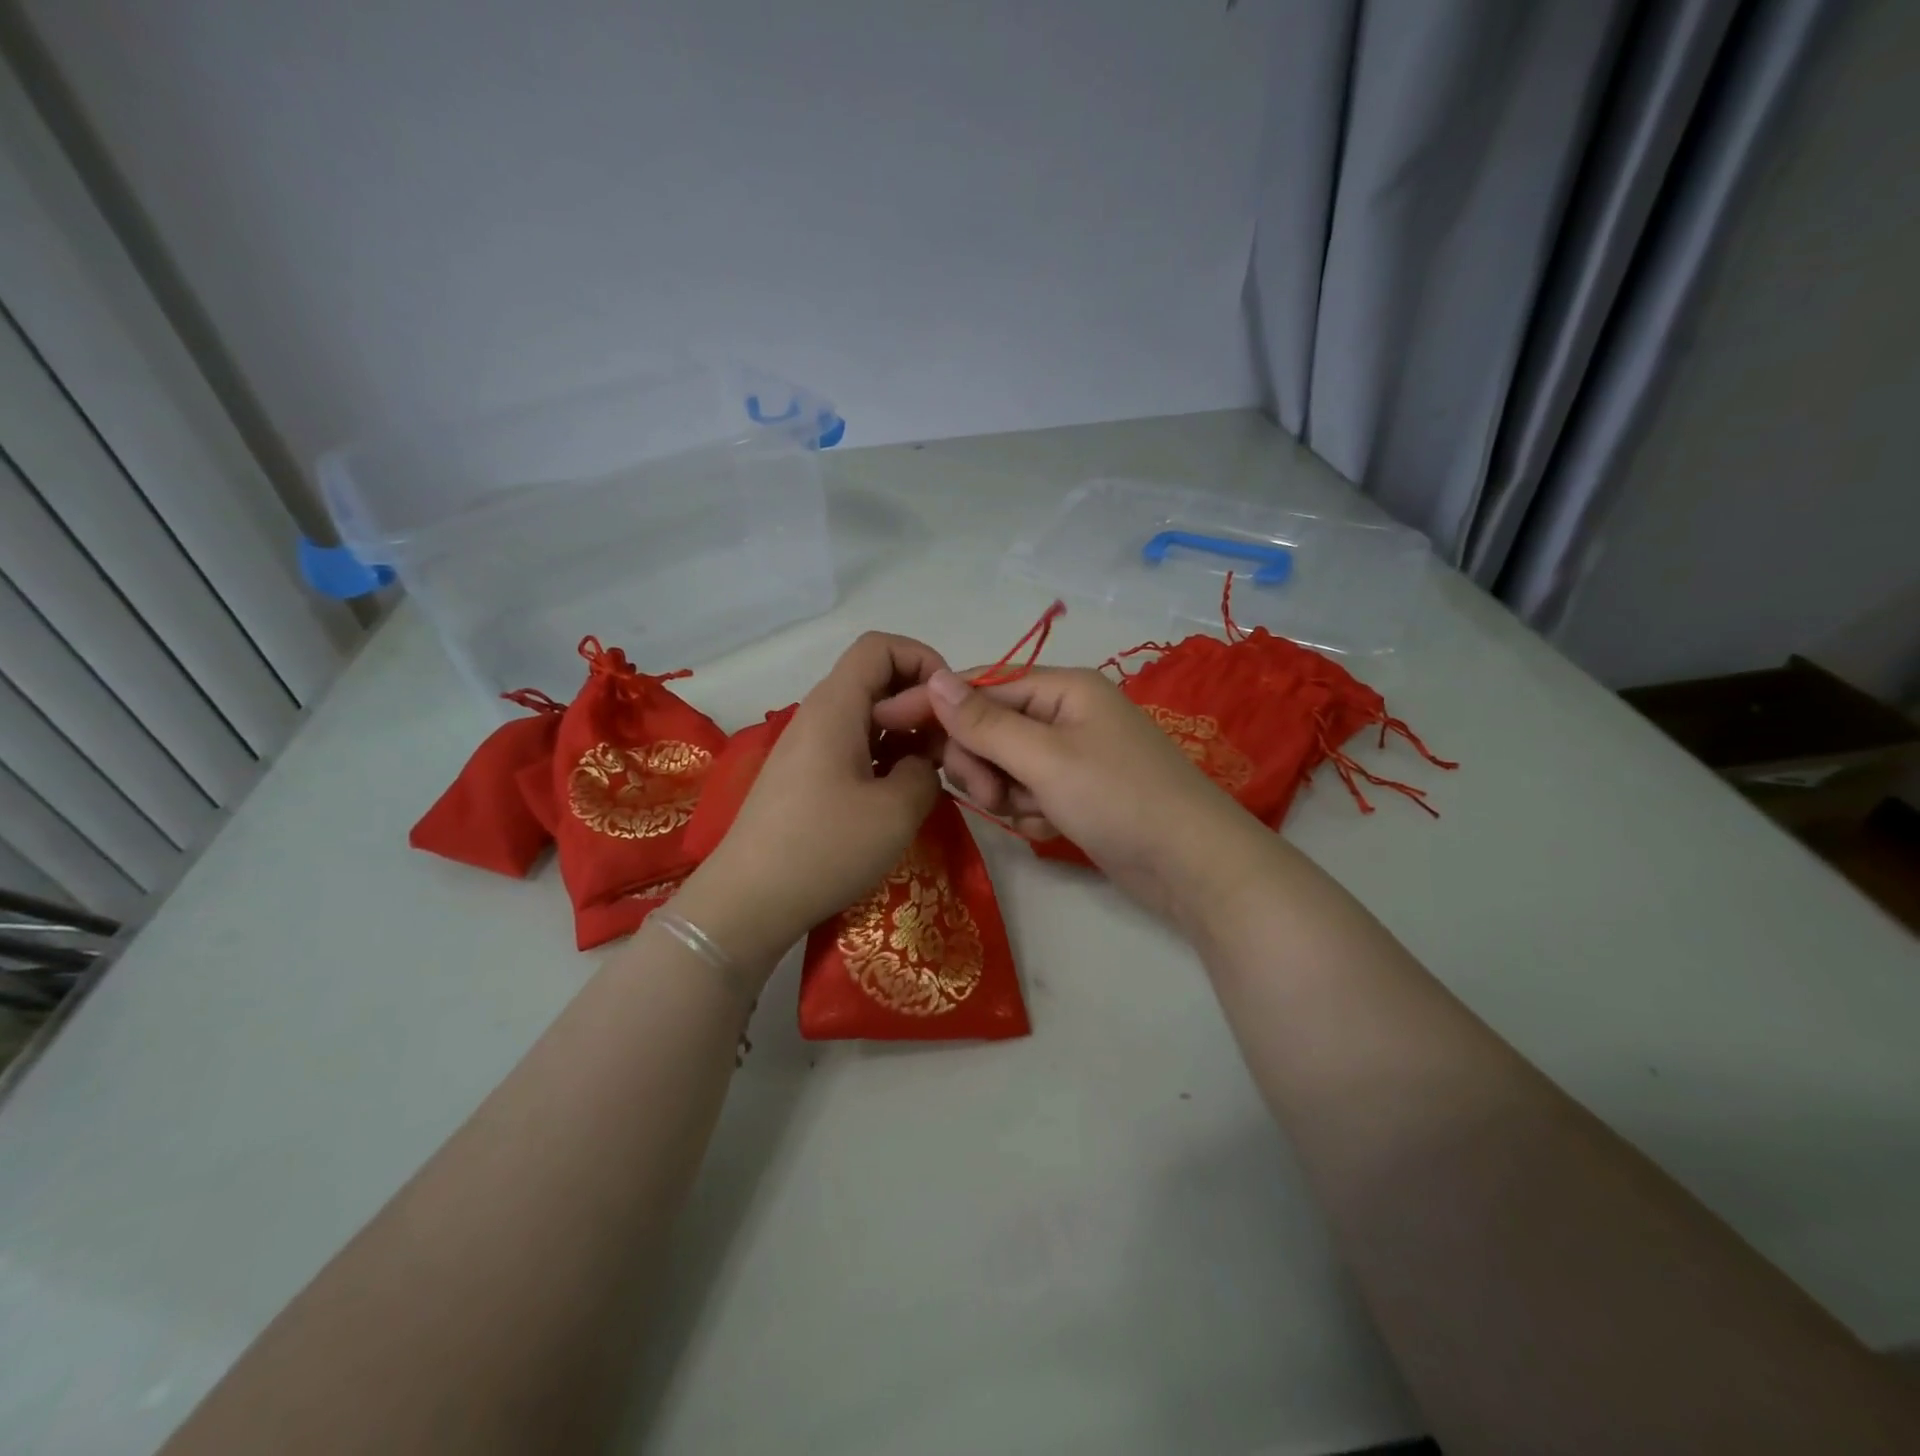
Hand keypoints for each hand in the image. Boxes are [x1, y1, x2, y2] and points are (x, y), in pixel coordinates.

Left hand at [674, 634, 945, 976]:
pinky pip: (853, 746)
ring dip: (904, 734)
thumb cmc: (825, 848)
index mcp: (836, 706)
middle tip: (947, 747)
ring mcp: (808, 747)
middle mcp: (818, 715)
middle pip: (875, 679)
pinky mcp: (804, 777)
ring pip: (867, 716)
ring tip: (931, 774)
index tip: (949, 706)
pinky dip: (883, 757)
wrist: (748, 902)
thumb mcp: (897, 810)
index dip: (923, 660)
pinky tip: (899, 796)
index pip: (880, 646)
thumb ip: (925, 769)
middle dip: (919, 703)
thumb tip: (918, 761)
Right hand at [875, 666, 1264, 920]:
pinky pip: (1028, 792)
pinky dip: (1030, 811)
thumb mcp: (1045, 758)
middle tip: (991, 795)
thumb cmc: (1119, 798)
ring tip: (1032, 814)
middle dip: (982, 763)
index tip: (887, 723)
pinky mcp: (1078, 792)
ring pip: (1005, 765)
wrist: (1193, 867)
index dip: (936, 704)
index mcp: (1062, 688)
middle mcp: (1066, 714)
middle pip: (990, 727)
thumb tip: (935, 677)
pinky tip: (1052, 827)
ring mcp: (1073, 755)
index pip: (981, 685)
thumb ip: (986, 721)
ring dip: (1006, 792)